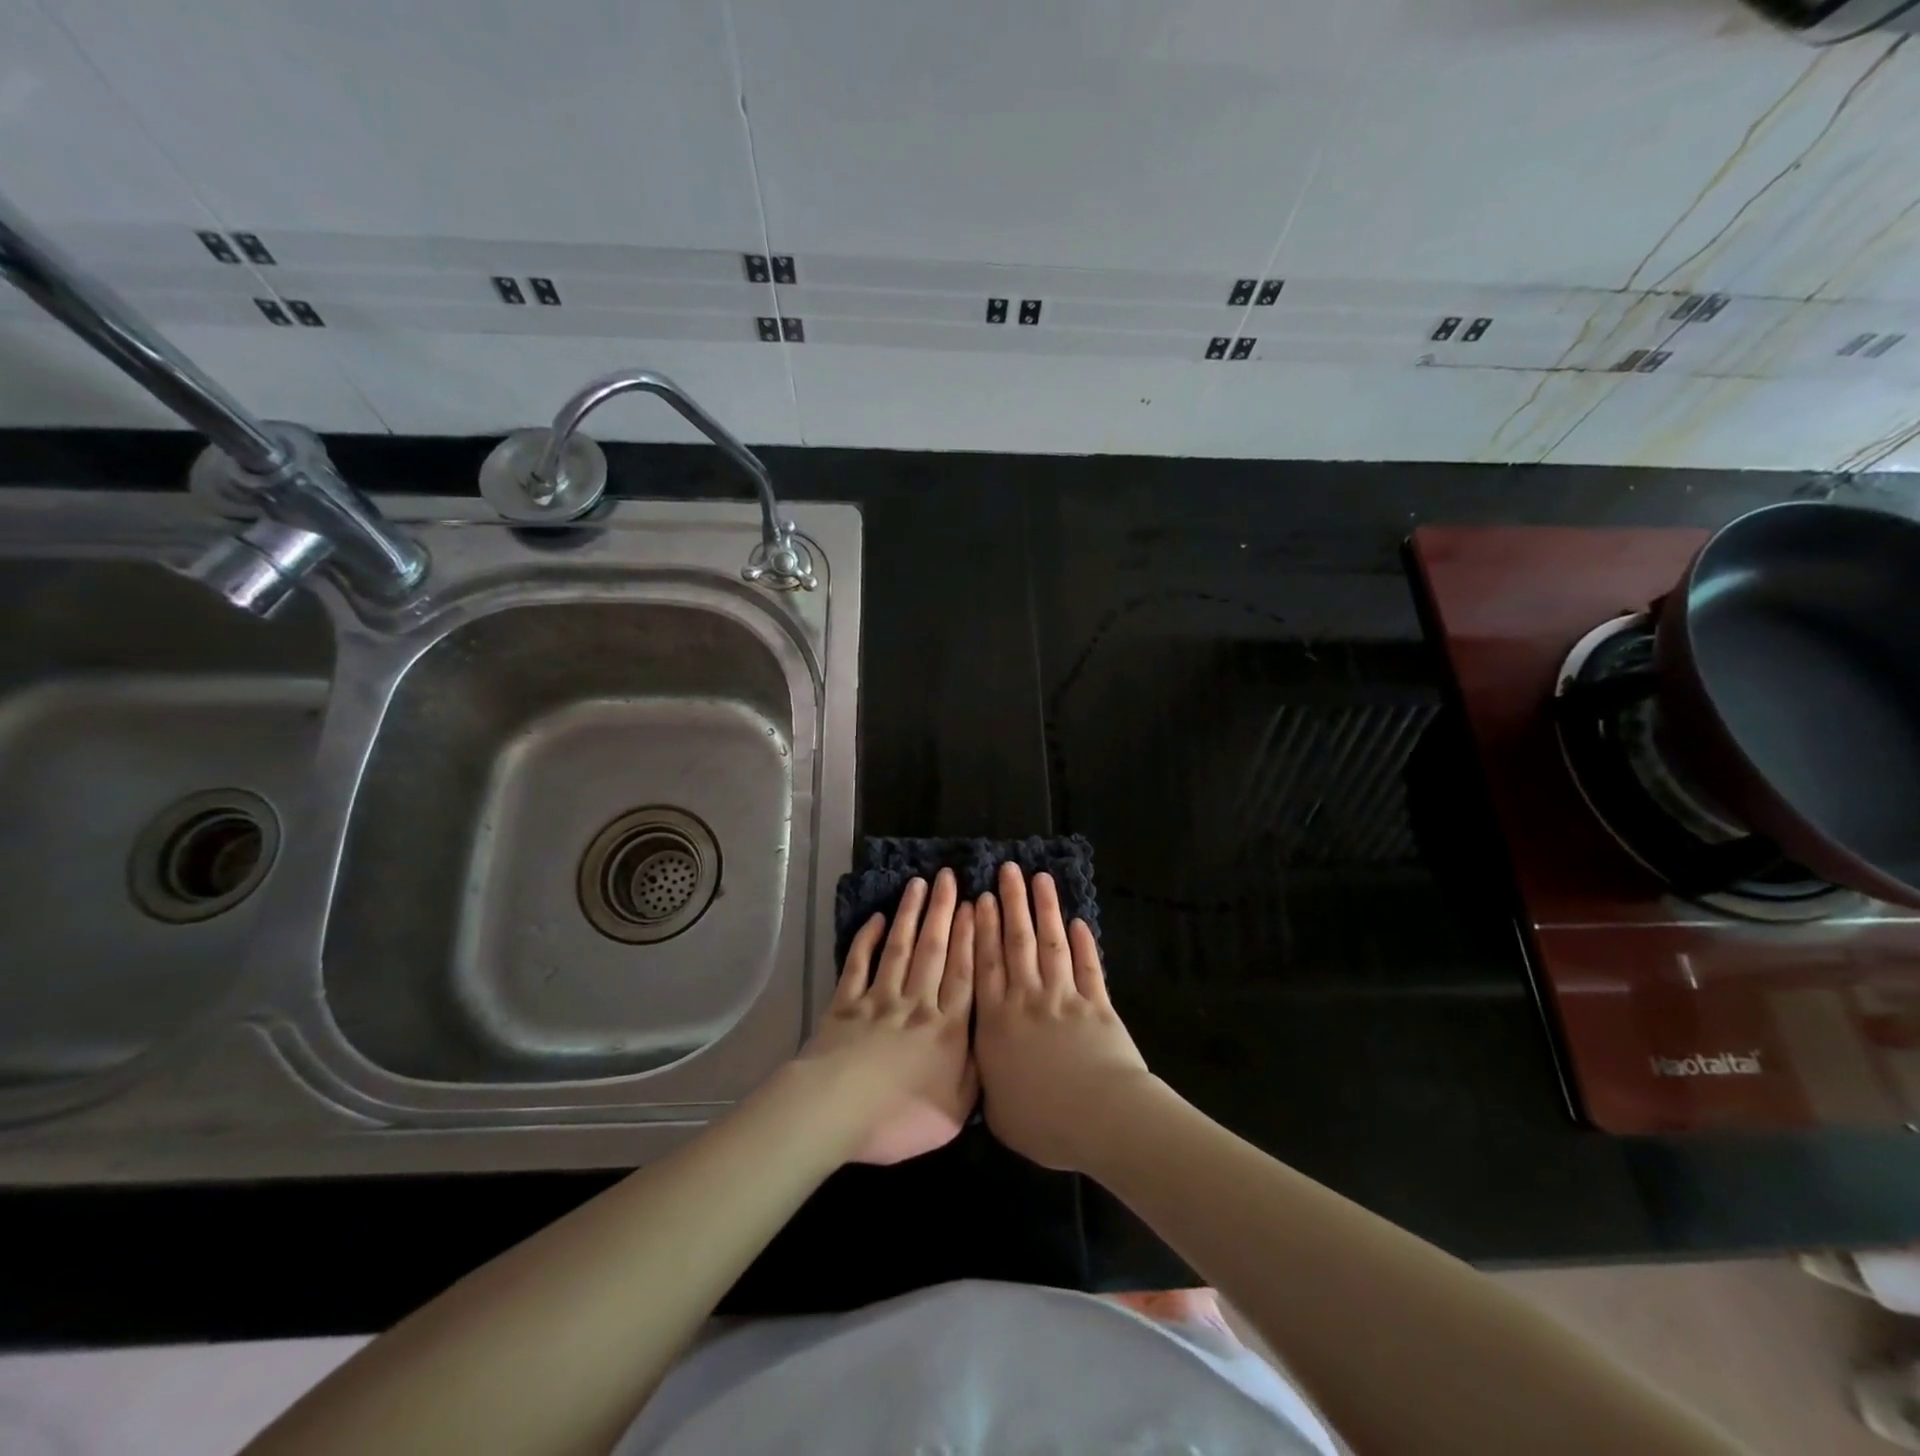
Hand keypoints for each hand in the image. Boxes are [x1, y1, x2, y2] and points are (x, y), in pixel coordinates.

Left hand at [797, 869, 977, 1164]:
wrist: (836, 1112)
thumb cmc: (900, 1117)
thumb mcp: (955, 1110)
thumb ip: (977, 1074)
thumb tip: (992, 1045)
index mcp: (946, 1028)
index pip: (964, 972)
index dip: (971, 936)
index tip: (974, 903)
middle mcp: (916, 1003)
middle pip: (933, 949)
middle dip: (943, 910)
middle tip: (948, 877)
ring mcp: (879, 999)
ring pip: (899, 948)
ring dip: (910, 914)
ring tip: (918, 885)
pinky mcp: (845, 1003)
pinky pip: (859, 964)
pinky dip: (867, 940)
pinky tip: (875, 919)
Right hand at [974, 863, 1158, 1173]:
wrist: (1102, 1119)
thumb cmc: (1043, 1122)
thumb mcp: (997, 1110)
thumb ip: (985, 1078)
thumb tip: (975, 1065)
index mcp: (997, 1021)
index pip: (986, 963)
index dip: (981, 928)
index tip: (979, 897)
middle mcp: (1027, 998)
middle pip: (1017, 941)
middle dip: (1011, 903)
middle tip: (1008, 871)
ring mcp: (1064, 996)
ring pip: (1050, 943)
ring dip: (1045, 909)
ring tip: (1040, 879)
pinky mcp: (1097, 1003)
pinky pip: (1088, 966)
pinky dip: (1083, 943)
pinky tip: (1078, 922)